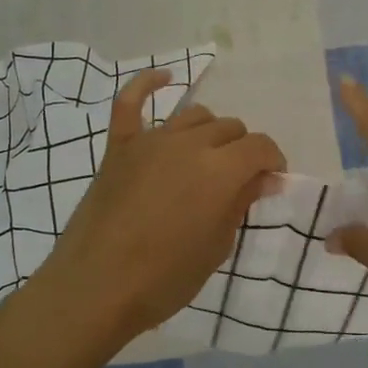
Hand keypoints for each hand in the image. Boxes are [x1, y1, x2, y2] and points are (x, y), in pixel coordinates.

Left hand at [33, 70, 285, 343]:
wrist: (94, 289)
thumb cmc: (164, 279)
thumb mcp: (217, 247)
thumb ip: (241, 203)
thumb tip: (264, 178)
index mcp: (220, 171)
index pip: (260, 146)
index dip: (273, 161)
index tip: (272, 181)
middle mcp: (189, 144)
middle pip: (230, 128)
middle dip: (243, 150)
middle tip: (239, 181)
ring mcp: (150, 141)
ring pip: (194, 116)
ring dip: (210, 132)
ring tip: (208, 157)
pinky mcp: (119, 148)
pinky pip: (130, 103)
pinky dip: (148, 85)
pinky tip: (164, 78)